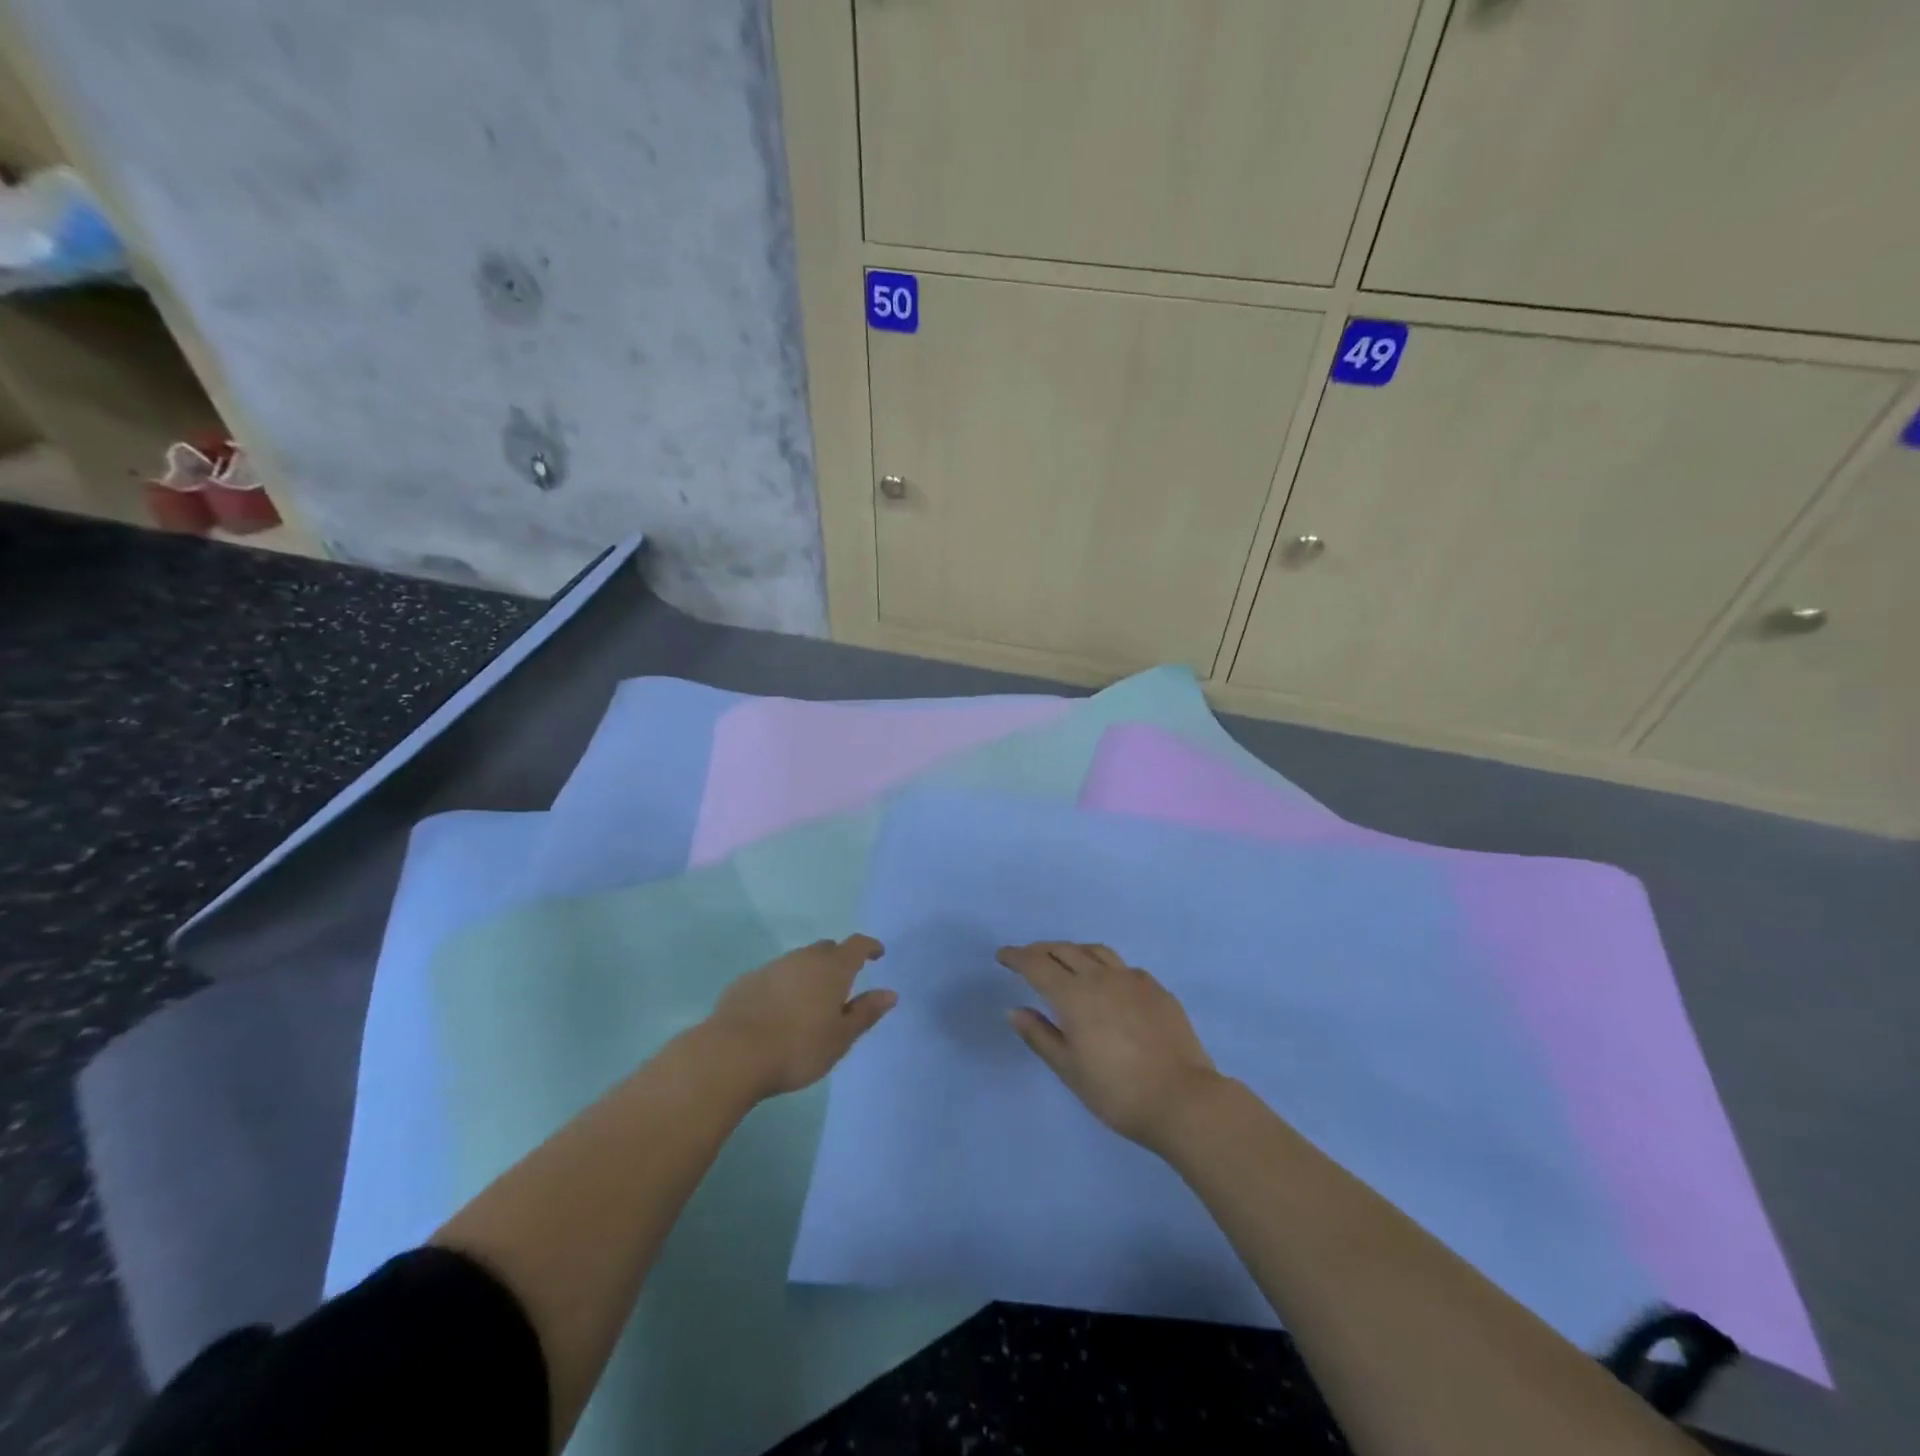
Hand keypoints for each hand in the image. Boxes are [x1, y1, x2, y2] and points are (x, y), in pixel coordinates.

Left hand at [707, 935, 895, 1098]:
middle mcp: (803, 958)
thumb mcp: (840, 1037)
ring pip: (799, 961)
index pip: (856, 945)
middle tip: (844, 981)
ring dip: (809, 972)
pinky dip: (784, 985)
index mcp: (832, 968)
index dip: (869, 947)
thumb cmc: (798, 1048)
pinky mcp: (747, 981)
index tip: (877, 954)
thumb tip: (890, 993)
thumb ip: (866, 1012)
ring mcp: (772, 967)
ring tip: (811, 999)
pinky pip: (774, 976)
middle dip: (839, 959)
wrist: (733, 1053)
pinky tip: (779, 1009)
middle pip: (826, 949)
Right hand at [999, 942, 1221, 1149]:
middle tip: (1028, 957)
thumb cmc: (1117, 1091)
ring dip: (1073, 951)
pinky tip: (1106, 981)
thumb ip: (1040, 1035)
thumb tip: (1015, 1010)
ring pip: (1095, 951)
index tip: (1003, 956)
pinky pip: (1122, 966)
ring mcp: (1132, 979)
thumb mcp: (1069, 1069)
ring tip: (1064, 961)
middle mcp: (1101, 977)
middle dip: (1042, 950)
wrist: (1183, 1099)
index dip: (1017, 957)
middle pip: (1065, 950)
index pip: (1037, 964)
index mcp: (1074, 995)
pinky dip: (1103, 965)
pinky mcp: (1156, 989)